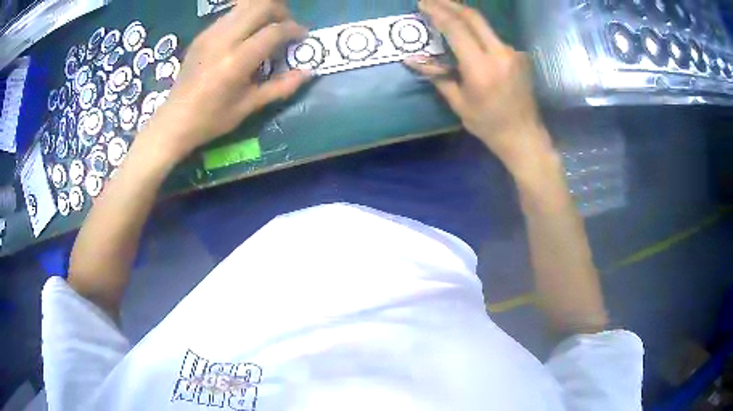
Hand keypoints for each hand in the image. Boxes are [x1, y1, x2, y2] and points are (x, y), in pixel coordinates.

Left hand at [143, 0, 311, 163]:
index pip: (274, 30)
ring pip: (245, 4)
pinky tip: (247, 33)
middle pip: (261, 5)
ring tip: (268, 26)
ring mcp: (210, 34)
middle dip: (280, 11)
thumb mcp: (248, 107)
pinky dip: (246, 16)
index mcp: (236, 61)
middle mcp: (223, 40)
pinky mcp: (202, 34)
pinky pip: (231, 13)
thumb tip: (309, 72)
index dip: (294, 29)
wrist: (174, 120)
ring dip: (263, 10)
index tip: (302, 36)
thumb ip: (280, 87)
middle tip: (285, 27)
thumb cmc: (211, 119)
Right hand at [405, 0, 551, 172]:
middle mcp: (500, 53)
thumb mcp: (458, 103)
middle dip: (450, 4)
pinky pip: (493, 37)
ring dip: (463, 15)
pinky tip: (467, 32)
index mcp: (481, 68)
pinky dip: (477, 31)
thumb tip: (410, 59)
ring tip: (445, 11)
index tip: (423, 3)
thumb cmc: (488, 124)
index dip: (437, 12)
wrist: (524, 135)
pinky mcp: (519, 55)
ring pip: (484, 24)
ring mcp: (513, 52)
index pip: (456, 28)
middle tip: (432, 0)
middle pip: (473, 17)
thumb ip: (437, 76)